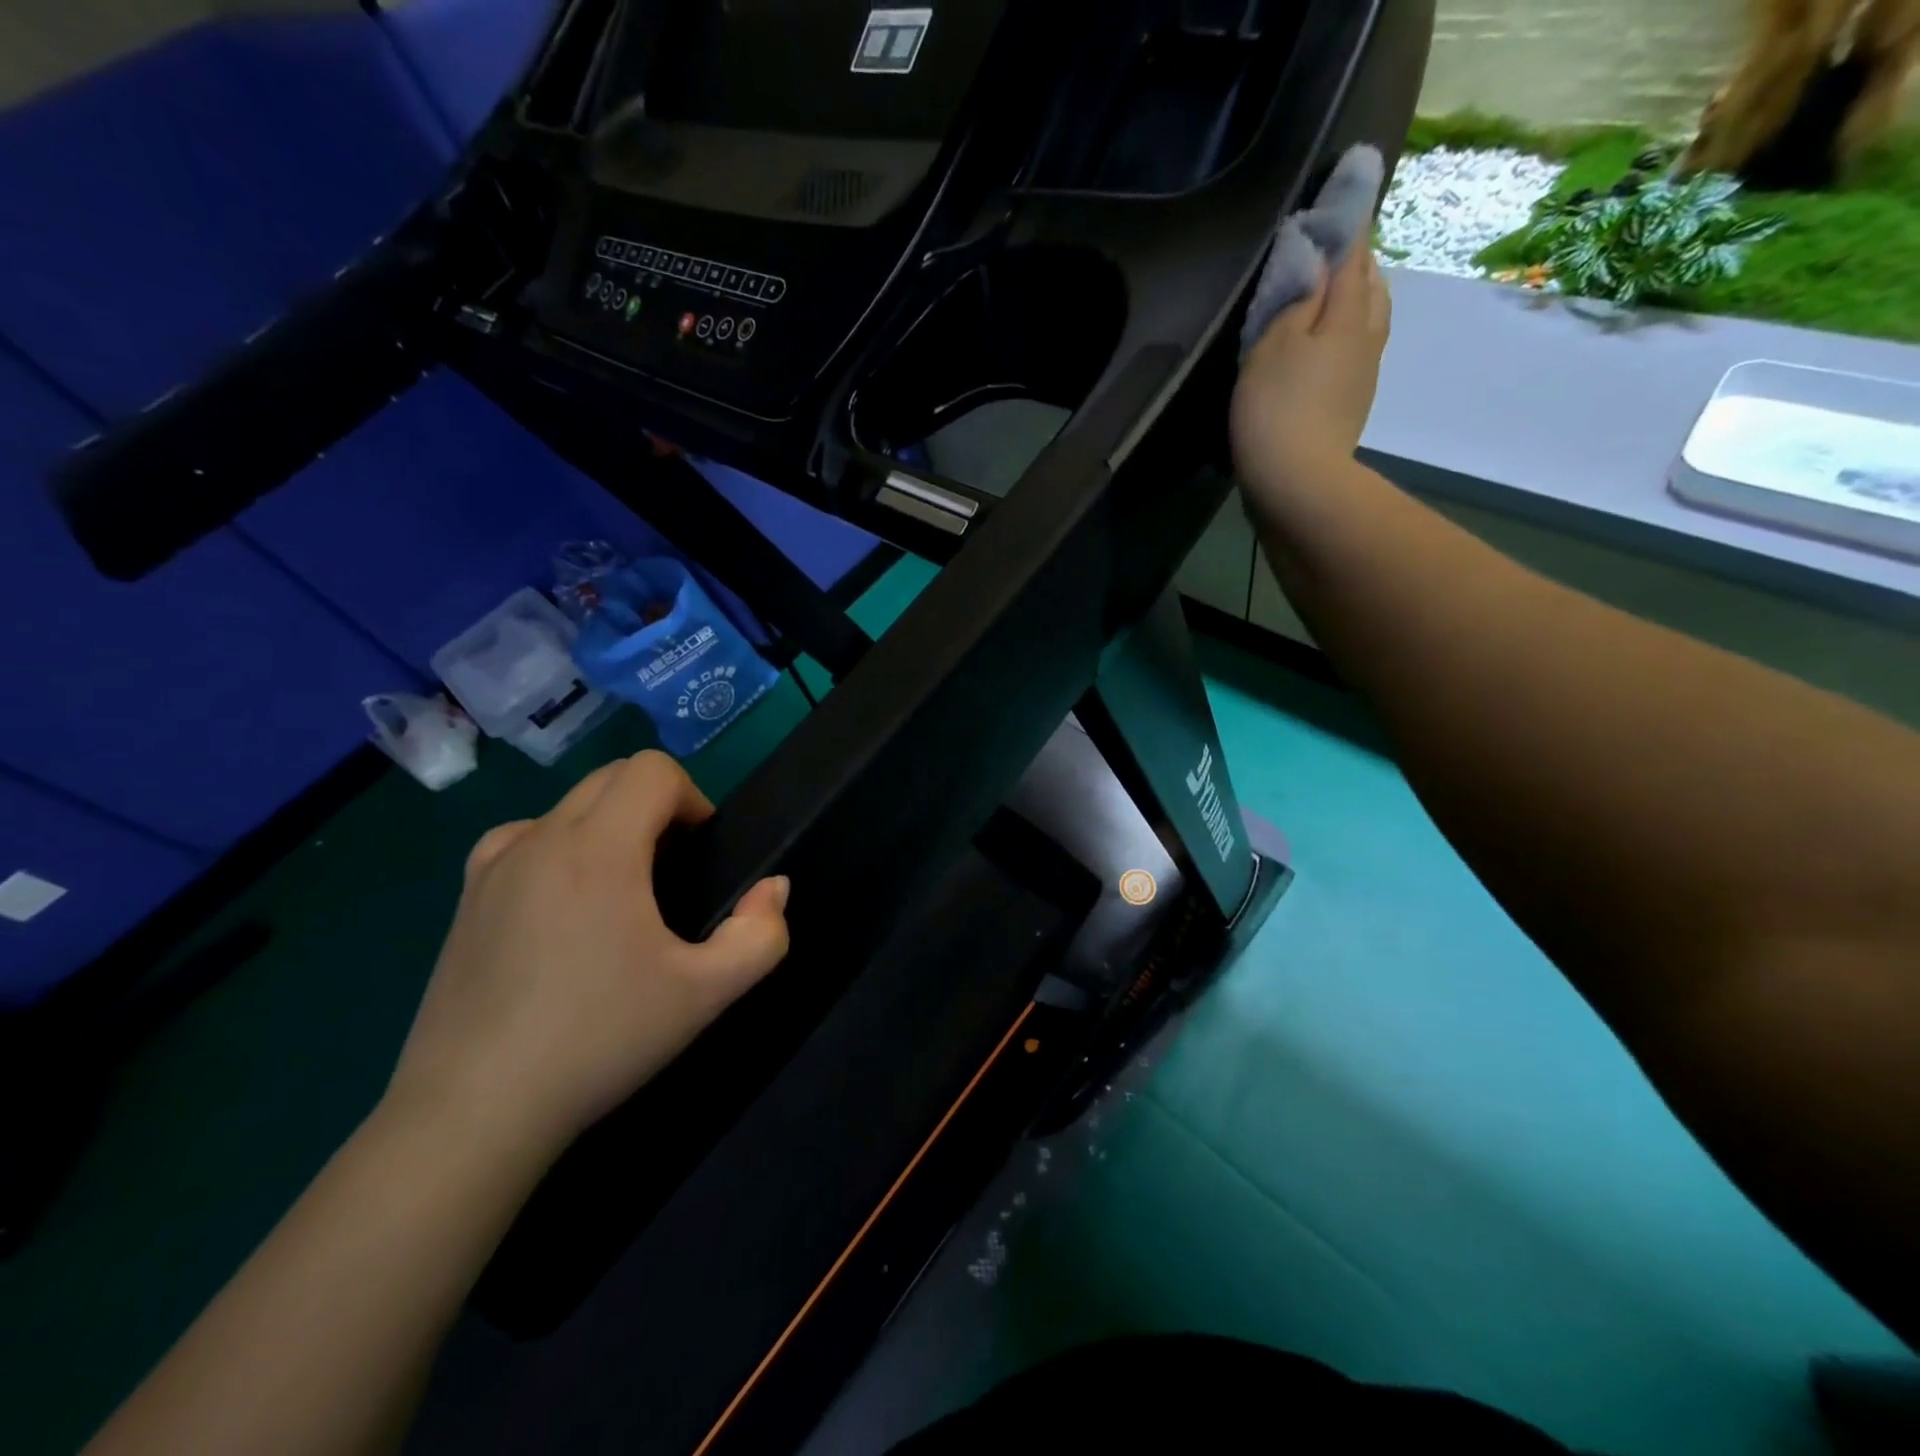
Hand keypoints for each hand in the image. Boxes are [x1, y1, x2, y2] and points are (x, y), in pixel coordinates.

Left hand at [386, 751, 790, 1161]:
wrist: (474, 1112)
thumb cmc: (599, 1040)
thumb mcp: (706, 994)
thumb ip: (761, 934)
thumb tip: (774, 889)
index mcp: (598, 849)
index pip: (652, 769)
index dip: (693, 798)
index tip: (701, 854)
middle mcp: (540, 839)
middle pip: (611, 777)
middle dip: (656, 806)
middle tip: (673, 873)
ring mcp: (493, 866)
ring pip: (568, 806)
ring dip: (608, 825)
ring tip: (620, 892)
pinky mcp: (465, 898)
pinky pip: (523, 839)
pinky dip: (558, 848)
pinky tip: (563, 905)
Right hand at [1231, 238, 1390, 507]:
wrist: (1298, 485)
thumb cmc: (1278, 409)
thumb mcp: (1273, 344)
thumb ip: (1296, 296)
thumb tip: (1315, 255)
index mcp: (1348, 314)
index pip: (1353, 252)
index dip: (1347, 218)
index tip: (1348, 182)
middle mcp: (1366, 336)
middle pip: (1369, 283)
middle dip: (1355, 258)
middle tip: (1334, 243)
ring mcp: (1363, 374)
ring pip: (1368, 317)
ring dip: (1355, 296)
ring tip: (1332, 290)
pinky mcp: (1351, 405)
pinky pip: (1356, 350)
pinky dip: (1346, 332)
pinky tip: (1326, 342)